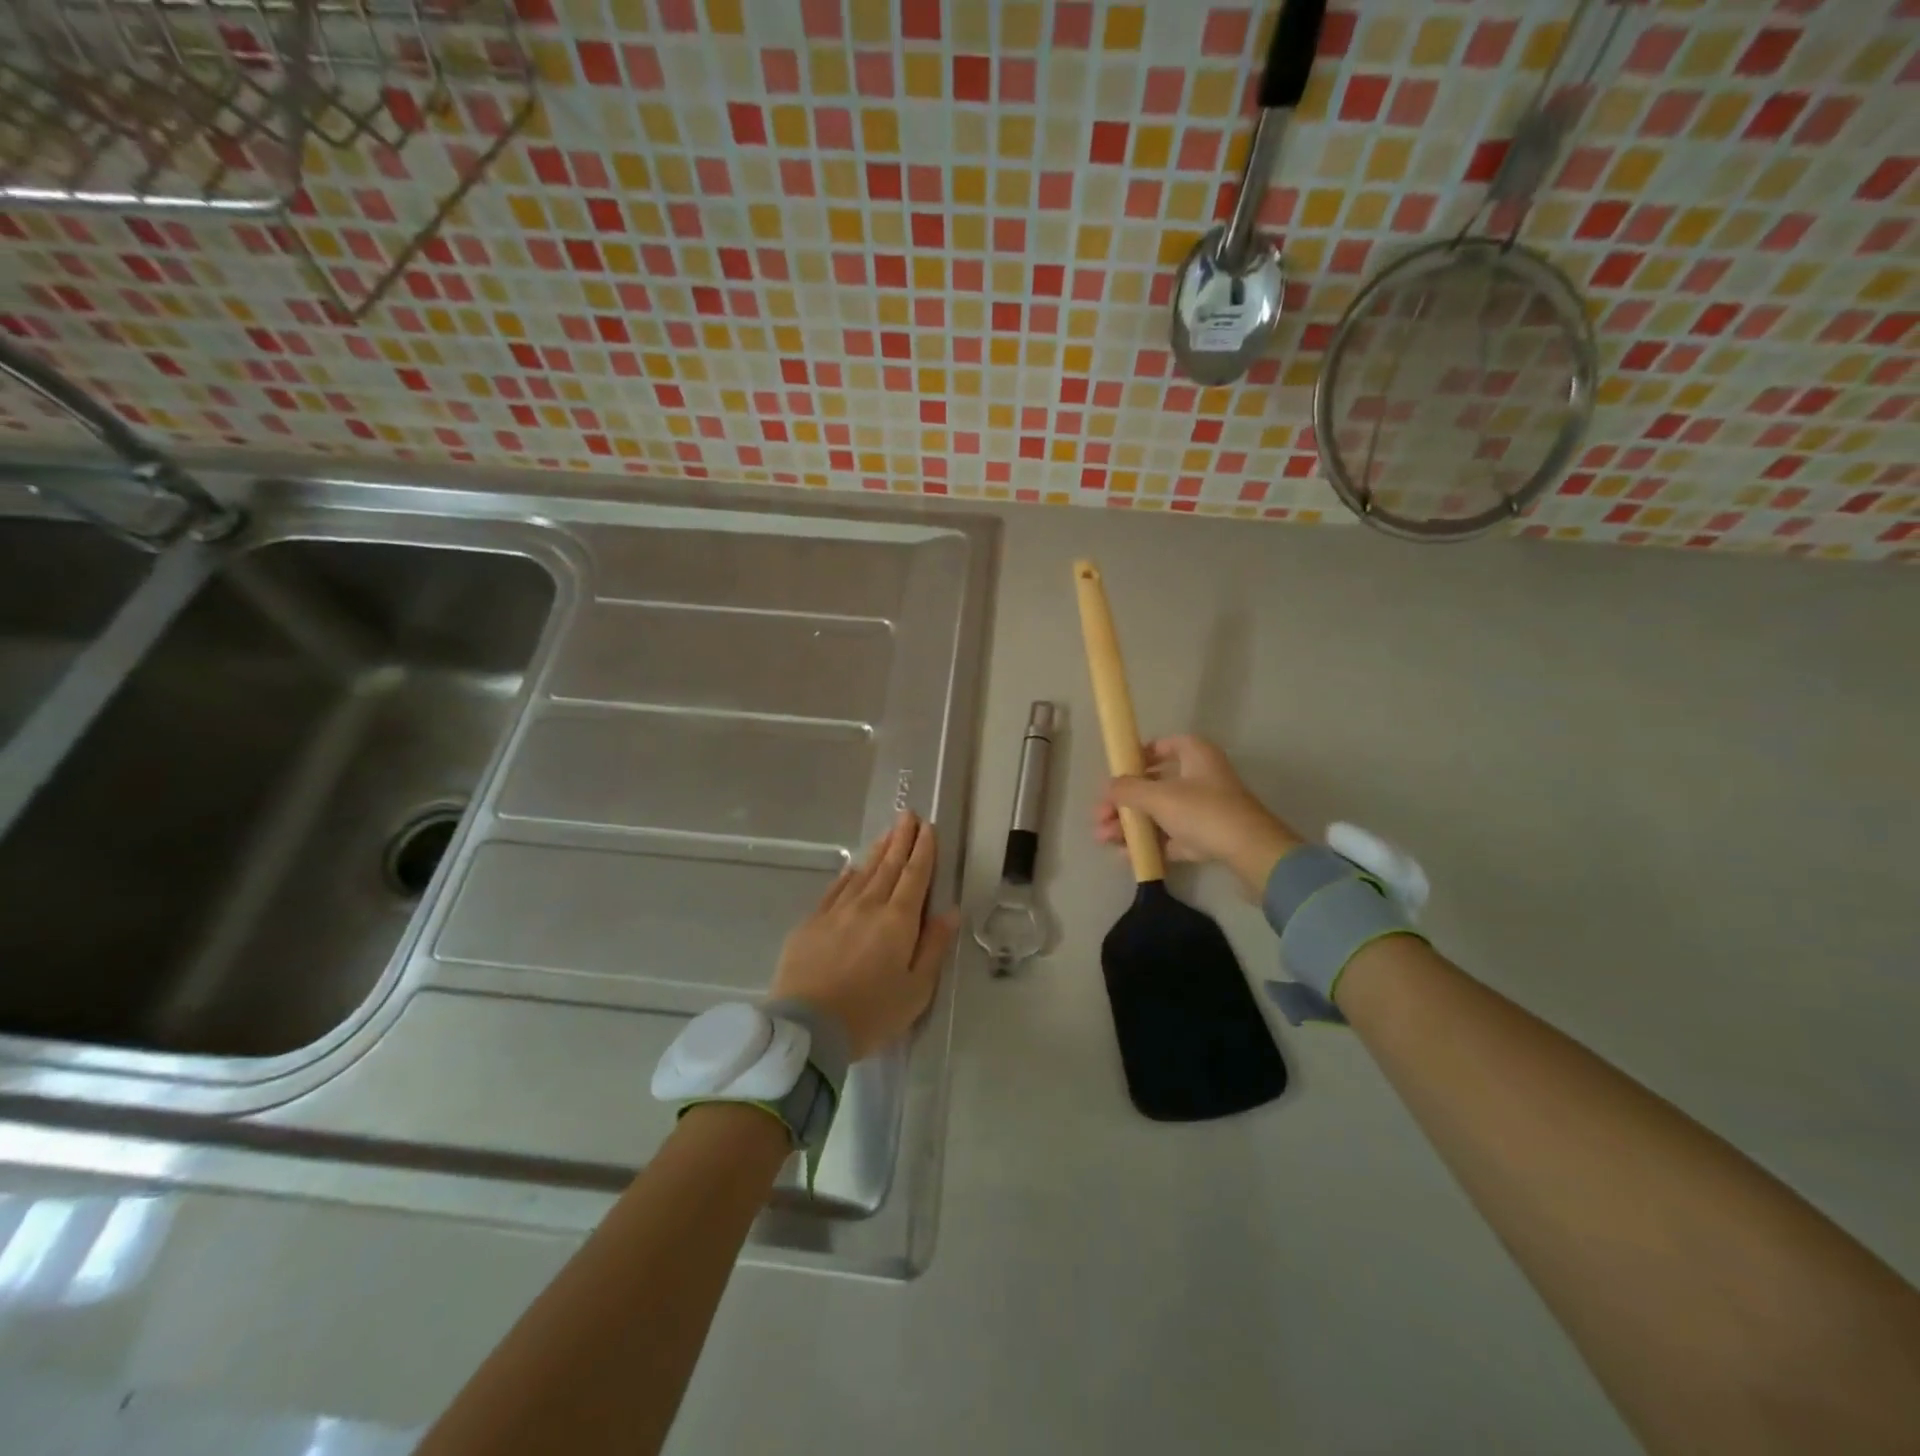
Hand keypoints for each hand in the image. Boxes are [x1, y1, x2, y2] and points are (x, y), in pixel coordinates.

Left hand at [770, 811, 956, 1060]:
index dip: (923, 850)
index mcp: (898, 921)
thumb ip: (934, 946)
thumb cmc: (871, 1013)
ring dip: (877, 851)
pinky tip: (852, 868)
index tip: (928, 827)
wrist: (808, 1028)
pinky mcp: (811, 923)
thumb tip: (950, 911)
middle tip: (909, 815)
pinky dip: (848, 875)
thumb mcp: (917, 989)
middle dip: (901, 839)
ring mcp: (836, 912)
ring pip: (862, 873)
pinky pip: (834, 890)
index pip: (915, 876)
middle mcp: (868, 906)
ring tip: (887, 833)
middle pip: (889, 866)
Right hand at [1094, 735, 1303, 897]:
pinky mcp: (1208, 836)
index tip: (1116, 774)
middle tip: (1100, 816)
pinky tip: (1125, 855)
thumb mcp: (1158, 797)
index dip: (1137, 757)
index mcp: (1196, 754)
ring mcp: (1206, 808)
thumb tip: (1109, 787)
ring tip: (1103, 839)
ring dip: (1131, 824)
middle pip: (1155, 784)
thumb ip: (1128, 789)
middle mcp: (1202, 777)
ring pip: (1161, 813)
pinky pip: (1172, 836)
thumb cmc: (1203, 811)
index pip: (1163, 746)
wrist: (1251, 852)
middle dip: (1124, 802)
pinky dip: (1150, 843)